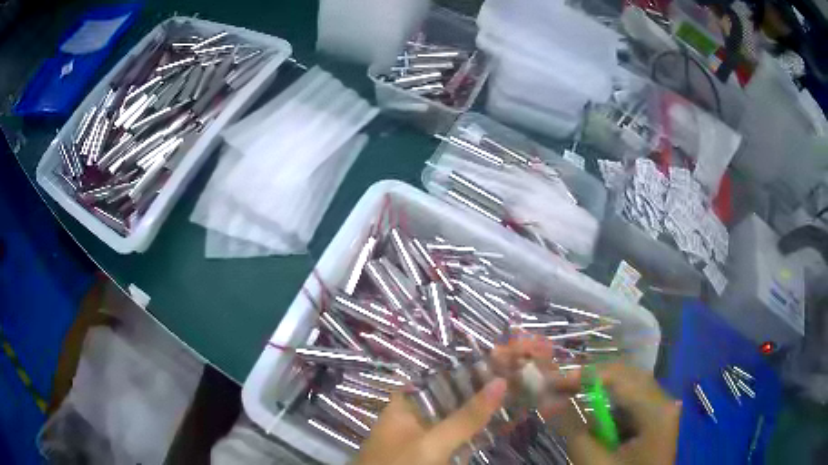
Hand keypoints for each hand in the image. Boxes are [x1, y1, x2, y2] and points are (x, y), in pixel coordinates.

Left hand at [354, 378, 507, 464]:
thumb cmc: (401, 464)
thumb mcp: (434, 442)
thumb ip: (466, 416)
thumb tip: (501, 381)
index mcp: (403, 405)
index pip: (434, 377)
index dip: (463, 370)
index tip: (495, 365)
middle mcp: (410, 417)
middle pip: (446, 398)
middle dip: (475, 393)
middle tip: (510, 383)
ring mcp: (419, 438)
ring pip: (452, 420)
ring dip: (475, 414)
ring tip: (508, 401)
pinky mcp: (427, 454)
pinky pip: (452, 439)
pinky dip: (470, 435)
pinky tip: (491, 430)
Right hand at [549, 363, 681, 464]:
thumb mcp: (594, 461)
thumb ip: (572, 429)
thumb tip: (547, 400)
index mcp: (656, 410)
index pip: (619, 378)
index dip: (583, 376)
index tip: (550, 382)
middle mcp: (664, 401)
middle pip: (627, 376)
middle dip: (592, 379)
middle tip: (558, 385)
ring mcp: (662, 410)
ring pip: (629, 388)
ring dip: (599, 392)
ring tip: (571, 395)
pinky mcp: (656, 420)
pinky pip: (632, 403)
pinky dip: (609, 406)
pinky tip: (592, 415)